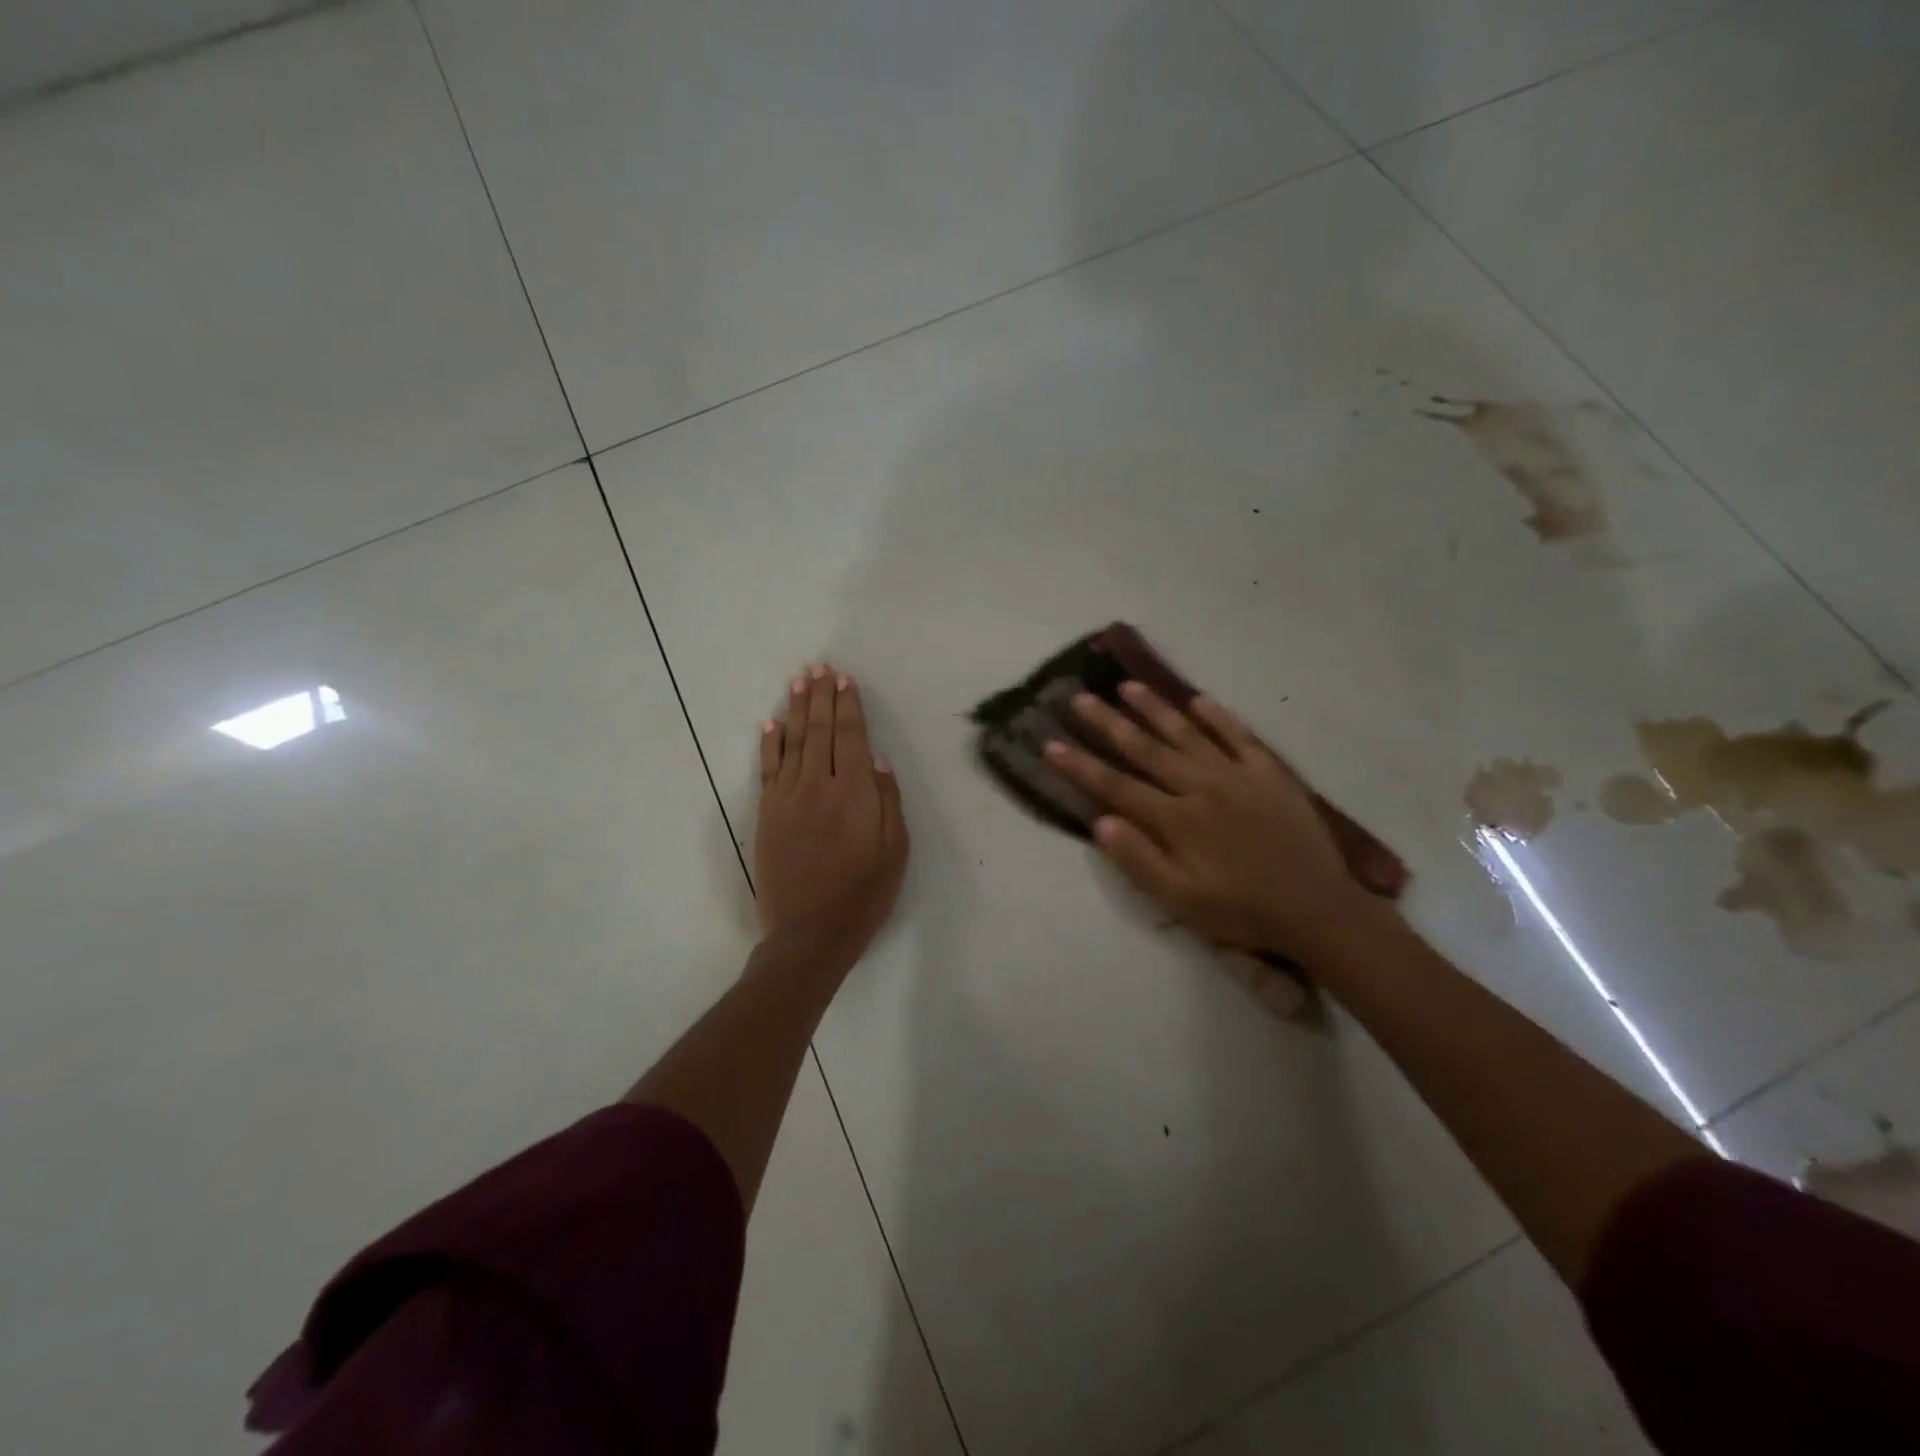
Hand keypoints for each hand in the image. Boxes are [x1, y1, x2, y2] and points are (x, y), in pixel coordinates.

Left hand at [754, 663, 908, 952]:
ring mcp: (787, 799)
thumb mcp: (895, 851)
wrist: (809, 934)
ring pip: (792, 743)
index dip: (848, 707)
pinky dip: (769, 744)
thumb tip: (876, 758)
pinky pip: (768, 770)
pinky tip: (770, 723)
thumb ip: (888, 800)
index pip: (850, 737)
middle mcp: (818, 786)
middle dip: (821, 697)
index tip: (845, 680)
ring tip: (799, 681)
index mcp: (855, 794)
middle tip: (820, 667)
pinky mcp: (767, 815)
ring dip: (796, 709)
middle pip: (819, 731)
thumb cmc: (864, 895)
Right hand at [1043, 684, 1388, 960]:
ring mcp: (1237, 775)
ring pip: (1187, 733)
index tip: (1050, 744)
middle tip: (1080, 699)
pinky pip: (1239, 736)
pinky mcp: (1269, 774)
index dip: (1080, 766)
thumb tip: (1100, 822)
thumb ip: (1138, 860)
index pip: (1116, 786)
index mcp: (1177, 820)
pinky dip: (1218, 717)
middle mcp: (1201, 786)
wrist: (1317, 909)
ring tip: (1127, 686)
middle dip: (1108, 724)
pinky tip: (1198, 700)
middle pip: (1146, 749)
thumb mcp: (1181, 900)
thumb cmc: (1242, 910)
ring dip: (1155, 708)